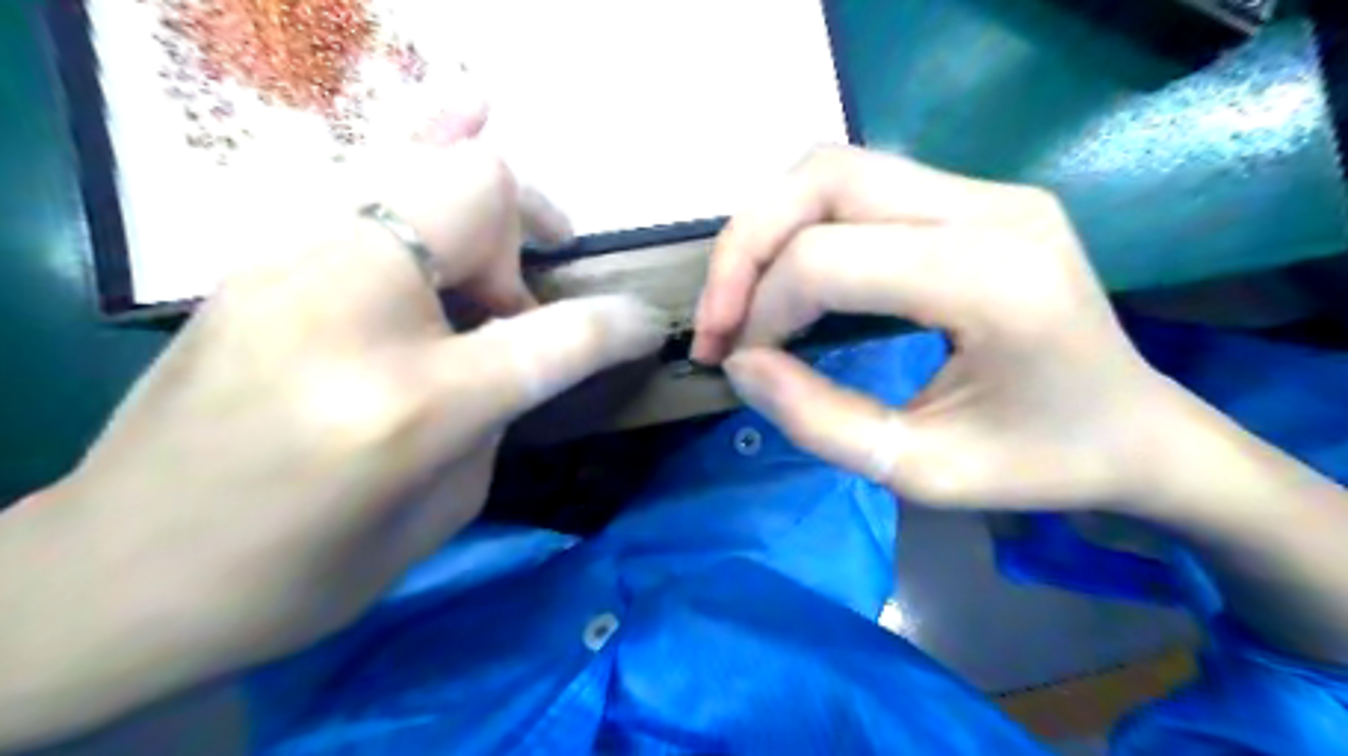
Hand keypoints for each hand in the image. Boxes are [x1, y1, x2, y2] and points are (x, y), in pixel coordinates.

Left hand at [0, 138, 662, 745]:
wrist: (120, 575)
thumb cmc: (296, 576)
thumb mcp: (441, 513)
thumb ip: (494, 414)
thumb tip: (517, 352)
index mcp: (409, 406)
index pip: (553, 336)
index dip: (619, 325)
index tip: (648, 325)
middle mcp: (349, 313)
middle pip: (478, 195)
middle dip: (534, 225)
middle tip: (533, 284)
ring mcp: (288, 270)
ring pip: (418, 164)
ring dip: (482, 198)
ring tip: (505, 235)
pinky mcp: (255, 261)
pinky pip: (365, 183)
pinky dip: (422, 154)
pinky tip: (457, 118)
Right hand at [694, 145, 1182, 514]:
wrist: (1138, 432)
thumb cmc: (1042, 464)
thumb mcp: (920, 471)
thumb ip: (817, 421)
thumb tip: (740, 364)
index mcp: (994, 279)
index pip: (829, 257)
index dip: (761, 309)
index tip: (737, 362)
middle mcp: (992, 208)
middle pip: (823, 179)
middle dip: (744, 248)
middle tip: (717, 320)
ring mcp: (986, 190)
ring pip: (832, 169)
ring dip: (766, 228)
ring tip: (742, 299)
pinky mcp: (973, 196)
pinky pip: (858, 185)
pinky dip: (800, 225)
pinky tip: (788, 277)